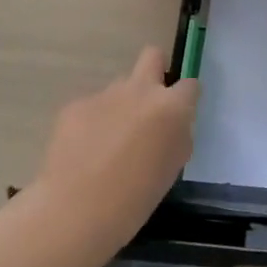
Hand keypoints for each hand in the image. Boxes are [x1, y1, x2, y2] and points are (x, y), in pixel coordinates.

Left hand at [36, 47, 198, 234]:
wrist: (75, 211)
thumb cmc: (135, 199)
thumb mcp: (173, 167)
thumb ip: (176, 136)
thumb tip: (170, 126)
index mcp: (170, 107)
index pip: (190, 85)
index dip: (186, 98)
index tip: (180, 114)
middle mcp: (140, 91)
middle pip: (153, 56)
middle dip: (155, 71)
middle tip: (149, 105)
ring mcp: (106, 94)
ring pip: (120, 87)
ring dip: (121, 105)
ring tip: (109, 141)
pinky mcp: (76, 105)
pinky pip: (92, 107)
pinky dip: (92, 123)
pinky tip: (84, 151)